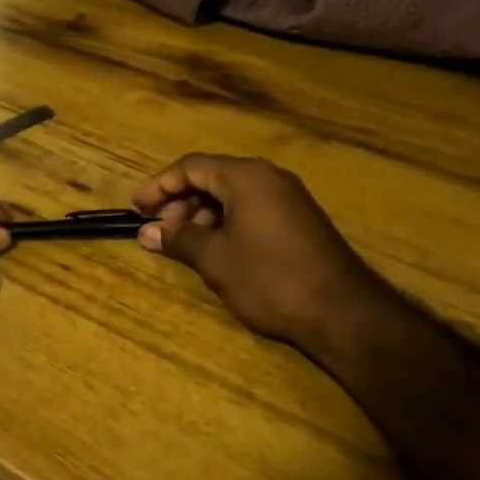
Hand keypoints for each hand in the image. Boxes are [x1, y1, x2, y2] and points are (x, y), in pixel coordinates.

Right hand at [134, 153, 389, 351]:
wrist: (342, 313)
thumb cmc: (269, 279)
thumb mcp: (215, 259)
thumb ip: (179, 239)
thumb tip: (147, 233)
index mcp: (247, 178)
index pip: (191, 166)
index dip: (159, 186)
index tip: (137, 208)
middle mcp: (269, 178)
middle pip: (212, 177)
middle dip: (180, 202)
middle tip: (159, 231)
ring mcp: (288, 199)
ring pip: (232, 195)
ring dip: (202, 215)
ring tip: (184, 244)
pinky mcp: (299, 221)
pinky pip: (252, 209)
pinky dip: (226, 223)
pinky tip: (215, 250)